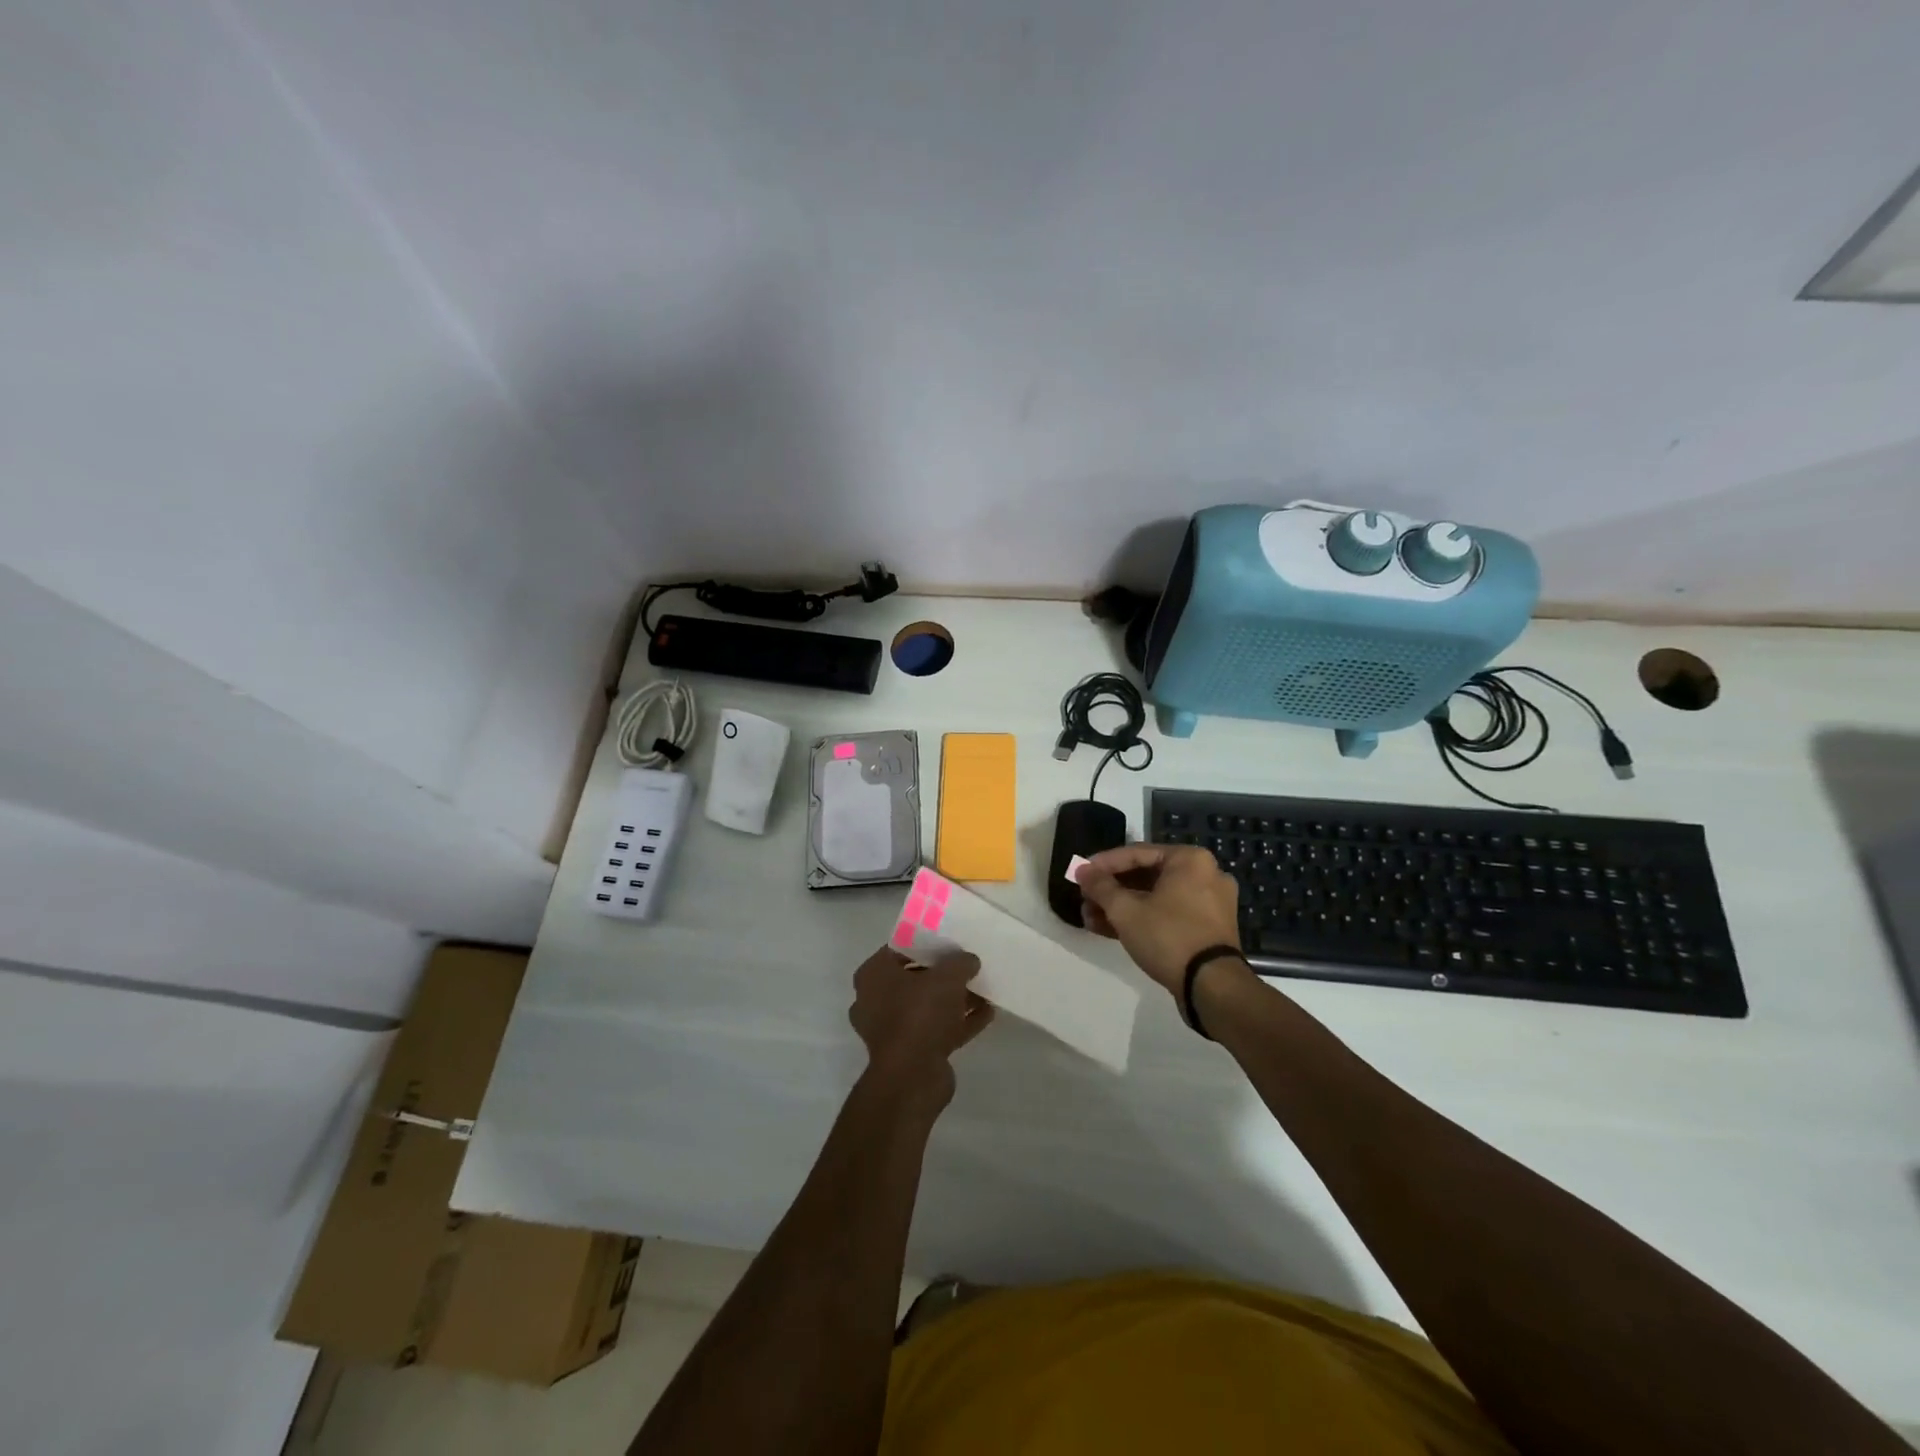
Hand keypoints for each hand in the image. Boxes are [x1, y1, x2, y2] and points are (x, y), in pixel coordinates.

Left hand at [848, 946, 993, 1110]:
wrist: (912, 1078)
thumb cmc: (920, 1014)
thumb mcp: (947, 977)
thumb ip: (960, 962)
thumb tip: (969, 960)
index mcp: (873, 975)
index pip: (898, 949)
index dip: (925, 943)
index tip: (949, 941)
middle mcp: (875, 1000)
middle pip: (914, 979)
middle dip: (943, 974)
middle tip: (968, 965)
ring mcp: (891, 1030)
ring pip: (927, 1006)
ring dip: (954, 1000)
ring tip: (983, 989)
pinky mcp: (910, 1054)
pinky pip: (937, 1030)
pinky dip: (959, 1022)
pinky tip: (987, 1014)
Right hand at [1076, 844, 1243, 995]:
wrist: (1212, 986)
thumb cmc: (1168, 936)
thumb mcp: (1126, 910)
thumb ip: (1100, 886)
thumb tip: (1082, 870)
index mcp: (1190, 860)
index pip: (1136, 853)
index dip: (1103, 864)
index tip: (1079, 874)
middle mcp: (1205, 875)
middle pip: (1146, 876)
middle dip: (1111, 890)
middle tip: (1085, 899)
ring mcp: (1210, 903)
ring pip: (1156, 898)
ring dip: (1122, 907)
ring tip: (1090, 919)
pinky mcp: (1208, 929)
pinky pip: (1169, 914)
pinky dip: (1142, 919)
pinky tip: (1110, 930)